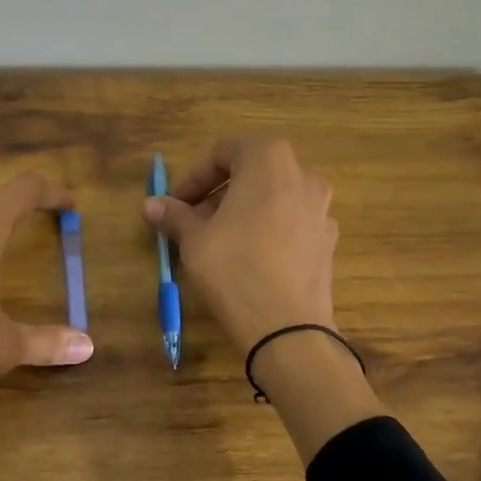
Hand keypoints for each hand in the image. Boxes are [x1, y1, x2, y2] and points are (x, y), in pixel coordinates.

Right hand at [145, 138, 378, 464]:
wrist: (288, 329)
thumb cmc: (234, 269)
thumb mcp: (194, 240)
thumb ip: (175, 215)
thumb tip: (152, 204)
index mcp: (269, 161)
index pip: (224, 152)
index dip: (194, 176)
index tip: (176, 203)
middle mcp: (303, 176)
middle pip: (252, 172)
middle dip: (218, 193)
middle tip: (193, 222)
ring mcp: (321, 209)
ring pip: (272, 198)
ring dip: (242, 211)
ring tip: (218, 242)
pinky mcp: (328, 241)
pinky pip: (290, 223)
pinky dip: (266, 230)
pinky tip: (248, 260)